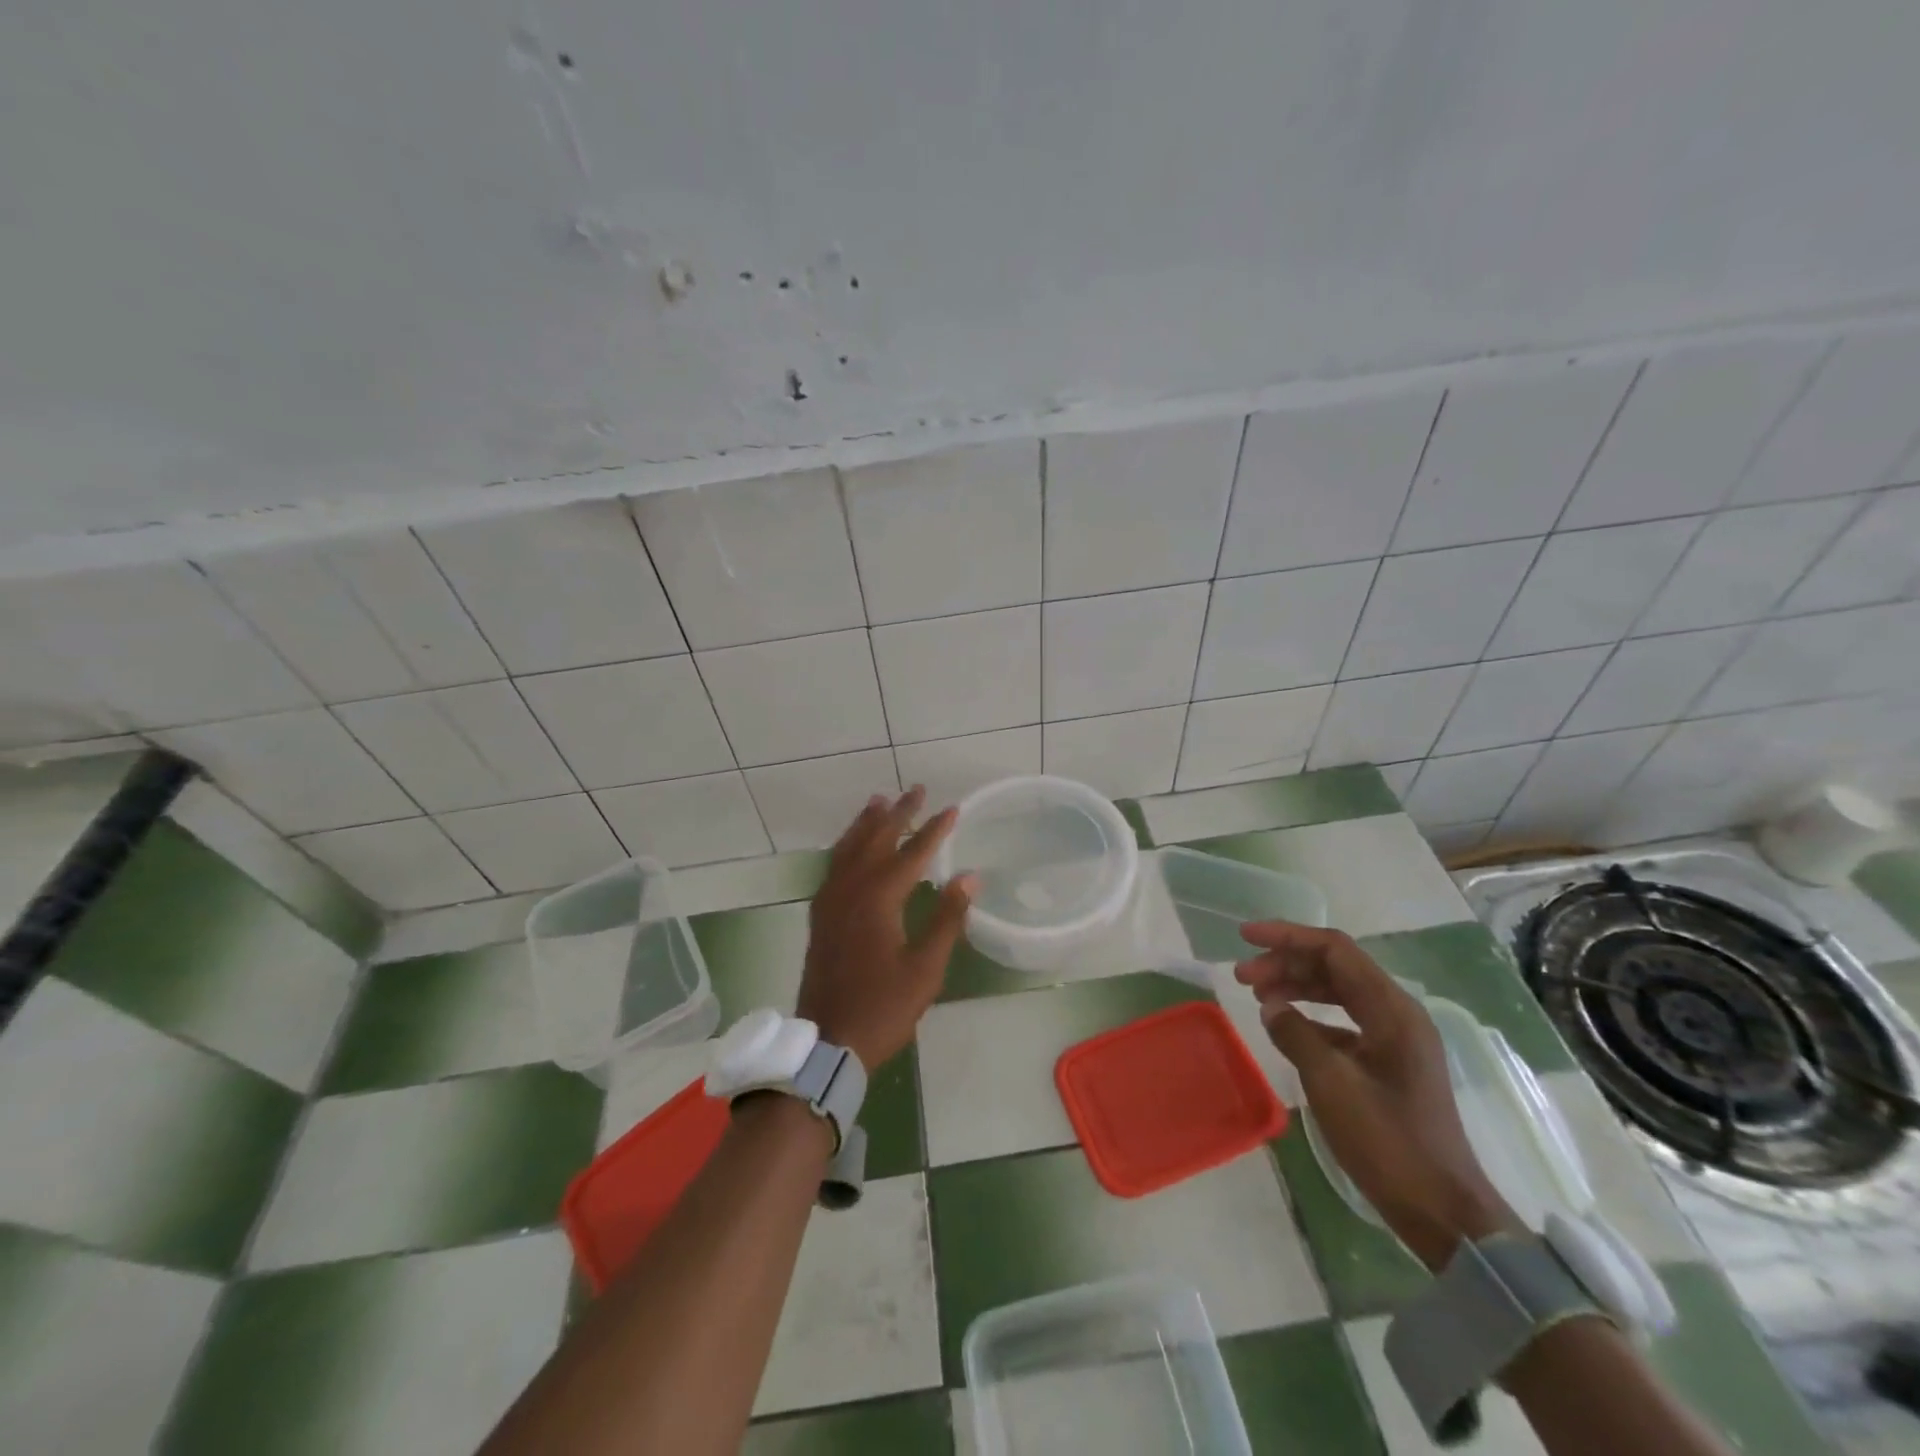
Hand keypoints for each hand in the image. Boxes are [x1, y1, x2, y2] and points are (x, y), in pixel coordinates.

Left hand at [798, 787, 974, 1070]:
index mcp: (879, 899)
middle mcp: (851, 890)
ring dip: (867, 823)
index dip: (934, 830)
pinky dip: (846, 846)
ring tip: (880, 801)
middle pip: (876, 840)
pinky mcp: (821, 915)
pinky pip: (834, 866)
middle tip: (916, 790)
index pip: (912, 853)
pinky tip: (851, 846)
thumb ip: (947, 919)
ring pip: (849, 848)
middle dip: (899, 813)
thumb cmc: (883, 1007)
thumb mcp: (925, 968)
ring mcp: (831, 901)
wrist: (828, 1041)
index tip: (953, 809)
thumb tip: (969, 876)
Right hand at [1235, 921, 1519, 1268]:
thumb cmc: (1388, 1142)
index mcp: (1392, 1010)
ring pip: (1338, 992)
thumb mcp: (1332, 1084)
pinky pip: (1344, 1020)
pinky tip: (1285, 1027)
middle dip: (1285, 963)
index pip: (1335, 949)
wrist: (1442, 1211)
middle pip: (1334, 967)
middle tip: (1242, 977)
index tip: (1244, 937)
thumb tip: (1270, 1007)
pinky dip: (1311, 1015)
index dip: (1287, 936)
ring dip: (1296, 986)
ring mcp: (1395, 1038)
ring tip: (1256, 995)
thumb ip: (1296, 1034)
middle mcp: (1397, 1014)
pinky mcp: (1389, 1062)